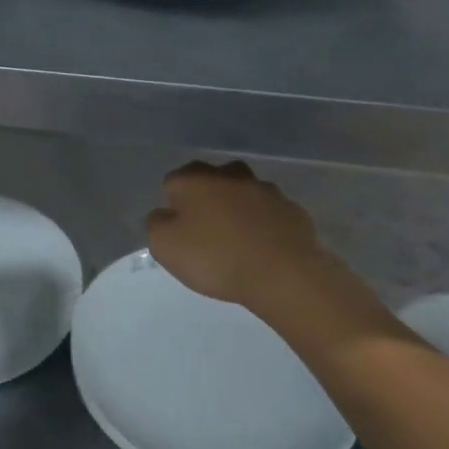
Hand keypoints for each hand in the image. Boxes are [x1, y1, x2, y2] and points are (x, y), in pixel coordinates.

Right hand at [146, 161, 328, 310]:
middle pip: (210, 181)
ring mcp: (266, 189)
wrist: (283, 274)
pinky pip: (270, 213)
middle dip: (206, 200)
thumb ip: (156, 223)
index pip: (173, 182)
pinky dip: (264, 225)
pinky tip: (263, 249)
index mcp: (195, 178)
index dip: (172, 206)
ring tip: (237, 242)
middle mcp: (230, 174)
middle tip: (206, 233)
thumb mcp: (164, 245)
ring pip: (243, 194)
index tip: (178, 231)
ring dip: (237, 210)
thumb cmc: (215, 257)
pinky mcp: (293, 209)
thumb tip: (164, 214)